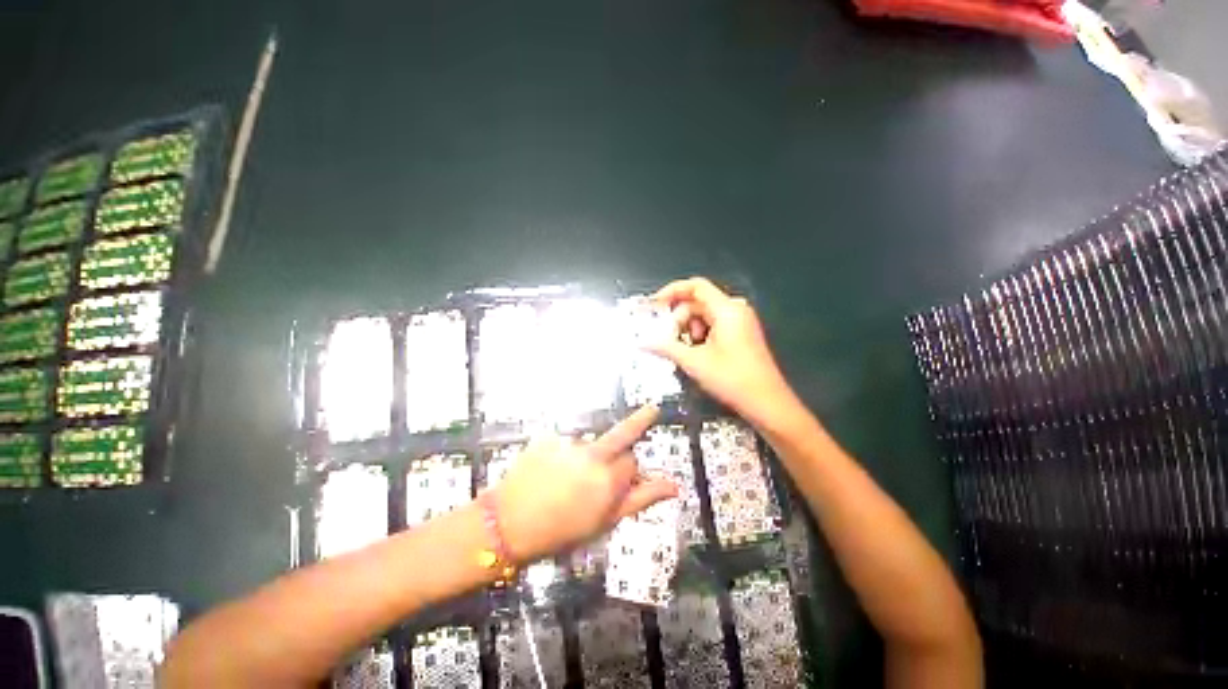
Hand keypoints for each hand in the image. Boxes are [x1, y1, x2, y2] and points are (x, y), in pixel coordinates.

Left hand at [493, 405, 677, 562]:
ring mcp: (566, 444)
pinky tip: (549, 475)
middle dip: (632, 431)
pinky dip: (562, 455)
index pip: (633, 462)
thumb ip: (642, 498)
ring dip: (586, 457)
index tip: (625, 483)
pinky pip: (563, 444)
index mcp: (610, 479)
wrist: (509, 523)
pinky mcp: (544, 439)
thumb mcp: (605, 522)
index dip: (629, 474)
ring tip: (565, 482)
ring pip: (588, 445)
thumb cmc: (561, 532)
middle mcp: (591, 455)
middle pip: (620, 437)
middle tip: (652, 411)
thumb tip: (675, 486)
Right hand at [648, 277, 793, 426]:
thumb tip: (643, 342)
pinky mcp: (744, 334)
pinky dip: (702, 336)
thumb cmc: (732, 380)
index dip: (671, 292)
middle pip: (698, 302)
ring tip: (685, 353)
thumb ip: (666, 347)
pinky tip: (697, 356)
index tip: (653, 306)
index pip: (695, 286)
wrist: (766, 402)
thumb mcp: (695, 363)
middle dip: (679, 319)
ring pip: (705, 315)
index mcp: (726, 309)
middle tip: (668, 341)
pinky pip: (716, 325)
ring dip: (690, 330)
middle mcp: (736, 309)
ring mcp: (742, 321)